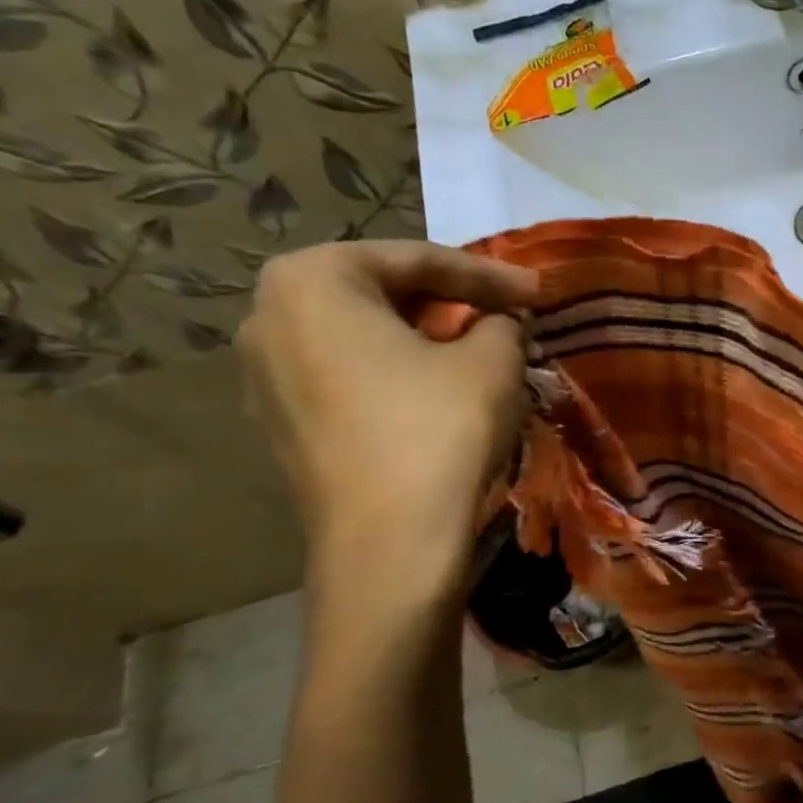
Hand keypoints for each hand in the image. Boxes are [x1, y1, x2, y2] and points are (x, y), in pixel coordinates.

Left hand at [237, 241, 538, 595]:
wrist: (390, 543)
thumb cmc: (439, 430)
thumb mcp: (493, 360)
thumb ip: (501, 320)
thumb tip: (498, 322)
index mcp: (311, 281)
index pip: (417, 259)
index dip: (490, 273)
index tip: (539, 291)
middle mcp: (268, 317)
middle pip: (381, 292)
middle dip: (451, 301)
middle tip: (507, 315)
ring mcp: (264, 377)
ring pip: (362, 337)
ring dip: (425, 338)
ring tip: (478, 351)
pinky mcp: (282, 425)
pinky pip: (348, 377)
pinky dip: (397, 374)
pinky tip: (439, 393)